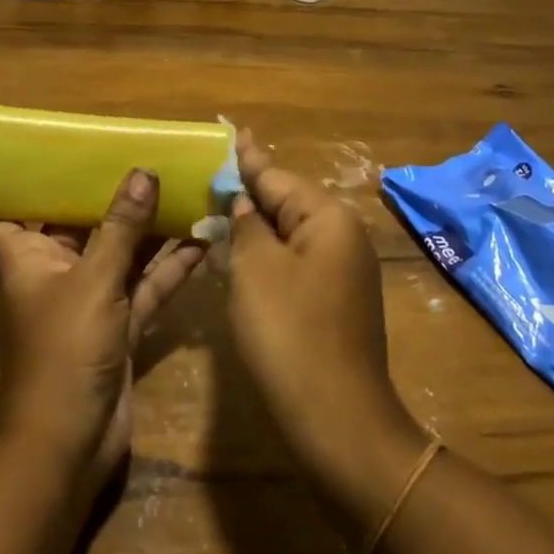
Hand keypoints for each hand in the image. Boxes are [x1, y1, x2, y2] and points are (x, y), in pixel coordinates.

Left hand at [0, 170, 206, 494]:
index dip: (13, 185)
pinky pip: (146, 285)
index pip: (2, 214)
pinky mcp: (120, 325)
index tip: (39, 150)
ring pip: (119, 252)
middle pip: (76, 223)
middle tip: (137, 152)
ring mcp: (90, 300)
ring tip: (182, 186)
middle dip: (105, 193)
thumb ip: (121, 227)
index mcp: (26, 258)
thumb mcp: (93, 281)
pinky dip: (170, 266)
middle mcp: (55, 272)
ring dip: (147, 227)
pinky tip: (204, 239)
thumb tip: (143, 172)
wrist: (69, 447)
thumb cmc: (63, 352)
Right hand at [227, 133, 423, 482]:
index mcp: (328, 218)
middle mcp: (343, 236)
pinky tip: (241, 254)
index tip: (232, 130)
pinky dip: (267, 256)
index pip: (276, 177)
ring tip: (218, 207)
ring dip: (255, 226)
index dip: (246, 159)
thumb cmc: (291, 334)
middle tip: (210, 175)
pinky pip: (295, 262)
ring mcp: (343, 271)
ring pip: (289, 234)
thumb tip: (244, 203)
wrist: (338, 423)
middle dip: (248, 192)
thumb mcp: (256, 269)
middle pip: (286, 202)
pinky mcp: (336, 302)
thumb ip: (246, 225)